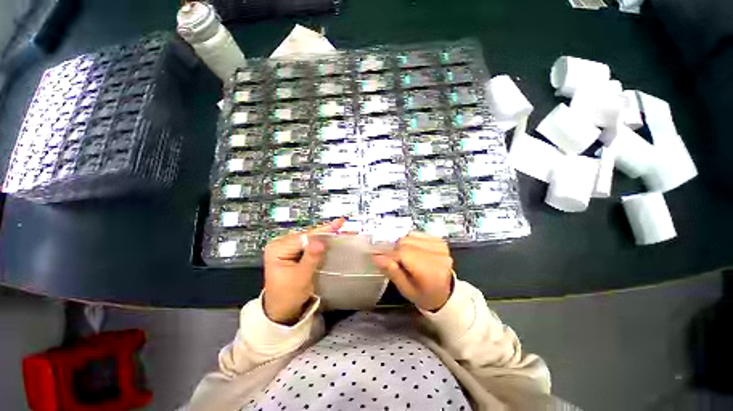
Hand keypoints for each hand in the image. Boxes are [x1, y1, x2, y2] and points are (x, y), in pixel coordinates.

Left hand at [263, 218, 344, 324]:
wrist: (282, 310)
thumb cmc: (288, 296)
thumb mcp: (301, 277)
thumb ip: (311, 258)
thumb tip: (320, 242)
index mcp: (277, 248)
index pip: (304, 237)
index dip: (323, 231)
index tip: (338, 223)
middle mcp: (280, 244)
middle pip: (307, 235)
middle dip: (325, 232)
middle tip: (341, 225)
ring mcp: (287, 247)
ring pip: (309, 238)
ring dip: (324, 236)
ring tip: (338, 229)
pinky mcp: (293, 252)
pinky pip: (309, 244)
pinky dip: (321, 242)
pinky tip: (330, 238)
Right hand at [372, 232, 453, 311]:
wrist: (446, 293)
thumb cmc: (424, 295)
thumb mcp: (406, 289)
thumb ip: (392, 272)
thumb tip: (376, 257)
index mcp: (431, 271)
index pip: (403, 254)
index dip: (389, 255)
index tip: (380, 259)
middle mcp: (438, 254)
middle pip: (406, 242)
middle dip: (396, 251)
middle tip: (395, 262)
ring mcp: (440, 245)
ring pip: (410, 236)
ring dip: (403, 245)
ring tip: (405, 258)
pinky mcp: (439, 240)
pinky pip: (417, 234)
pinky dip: (411, 240)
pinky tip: (413, 251)